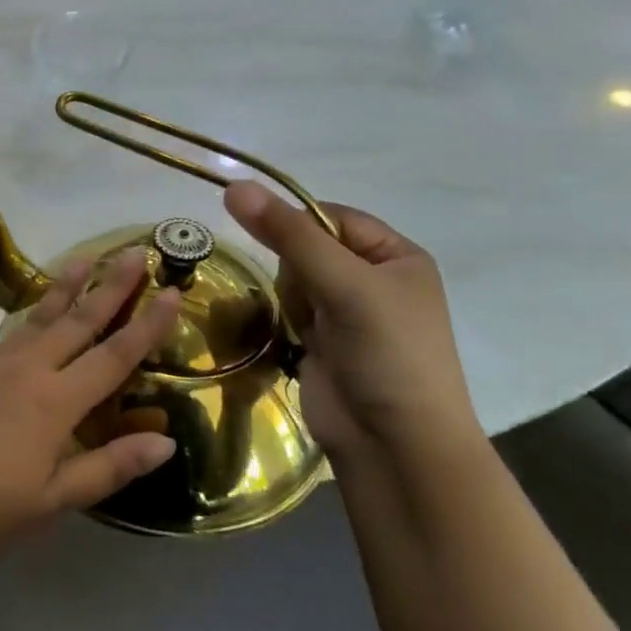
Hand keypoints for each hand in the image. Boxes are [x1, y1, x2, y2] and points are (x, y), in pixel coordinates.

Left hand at [0, 251, 181, 576]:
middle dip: (108, 289)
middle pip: (75, 324)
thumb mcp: (54, 501)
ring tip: (79, 259)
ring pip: (30, 320)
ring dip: (57, 289)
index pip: (113, 358)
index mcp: (55, 403)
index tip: (172, 292)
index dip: (146, 326)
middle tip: (132, 253)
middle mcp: (24, 372)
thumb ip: (109, 467)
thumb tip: (165, 441)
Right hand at [223, 183, 481, 466]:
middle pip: (308, 248)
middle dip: (296, 270)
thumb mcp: (343, 284)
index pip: (331, 216)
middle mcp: (374, 279)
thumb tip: (234, 186)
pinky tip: (298, 341)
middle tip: (310, 300)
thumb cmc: (387, 354)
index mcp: (397, 257)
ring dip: (292, 299)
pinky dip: (288, 321)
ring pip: (293, 279)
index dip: (297, 223)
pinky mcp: (324, 342)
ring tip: (309, 329)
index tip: (270, 240)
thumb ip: (288, 235)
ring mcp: (348, 313)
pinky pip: (290, 310)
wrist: (394, 444)